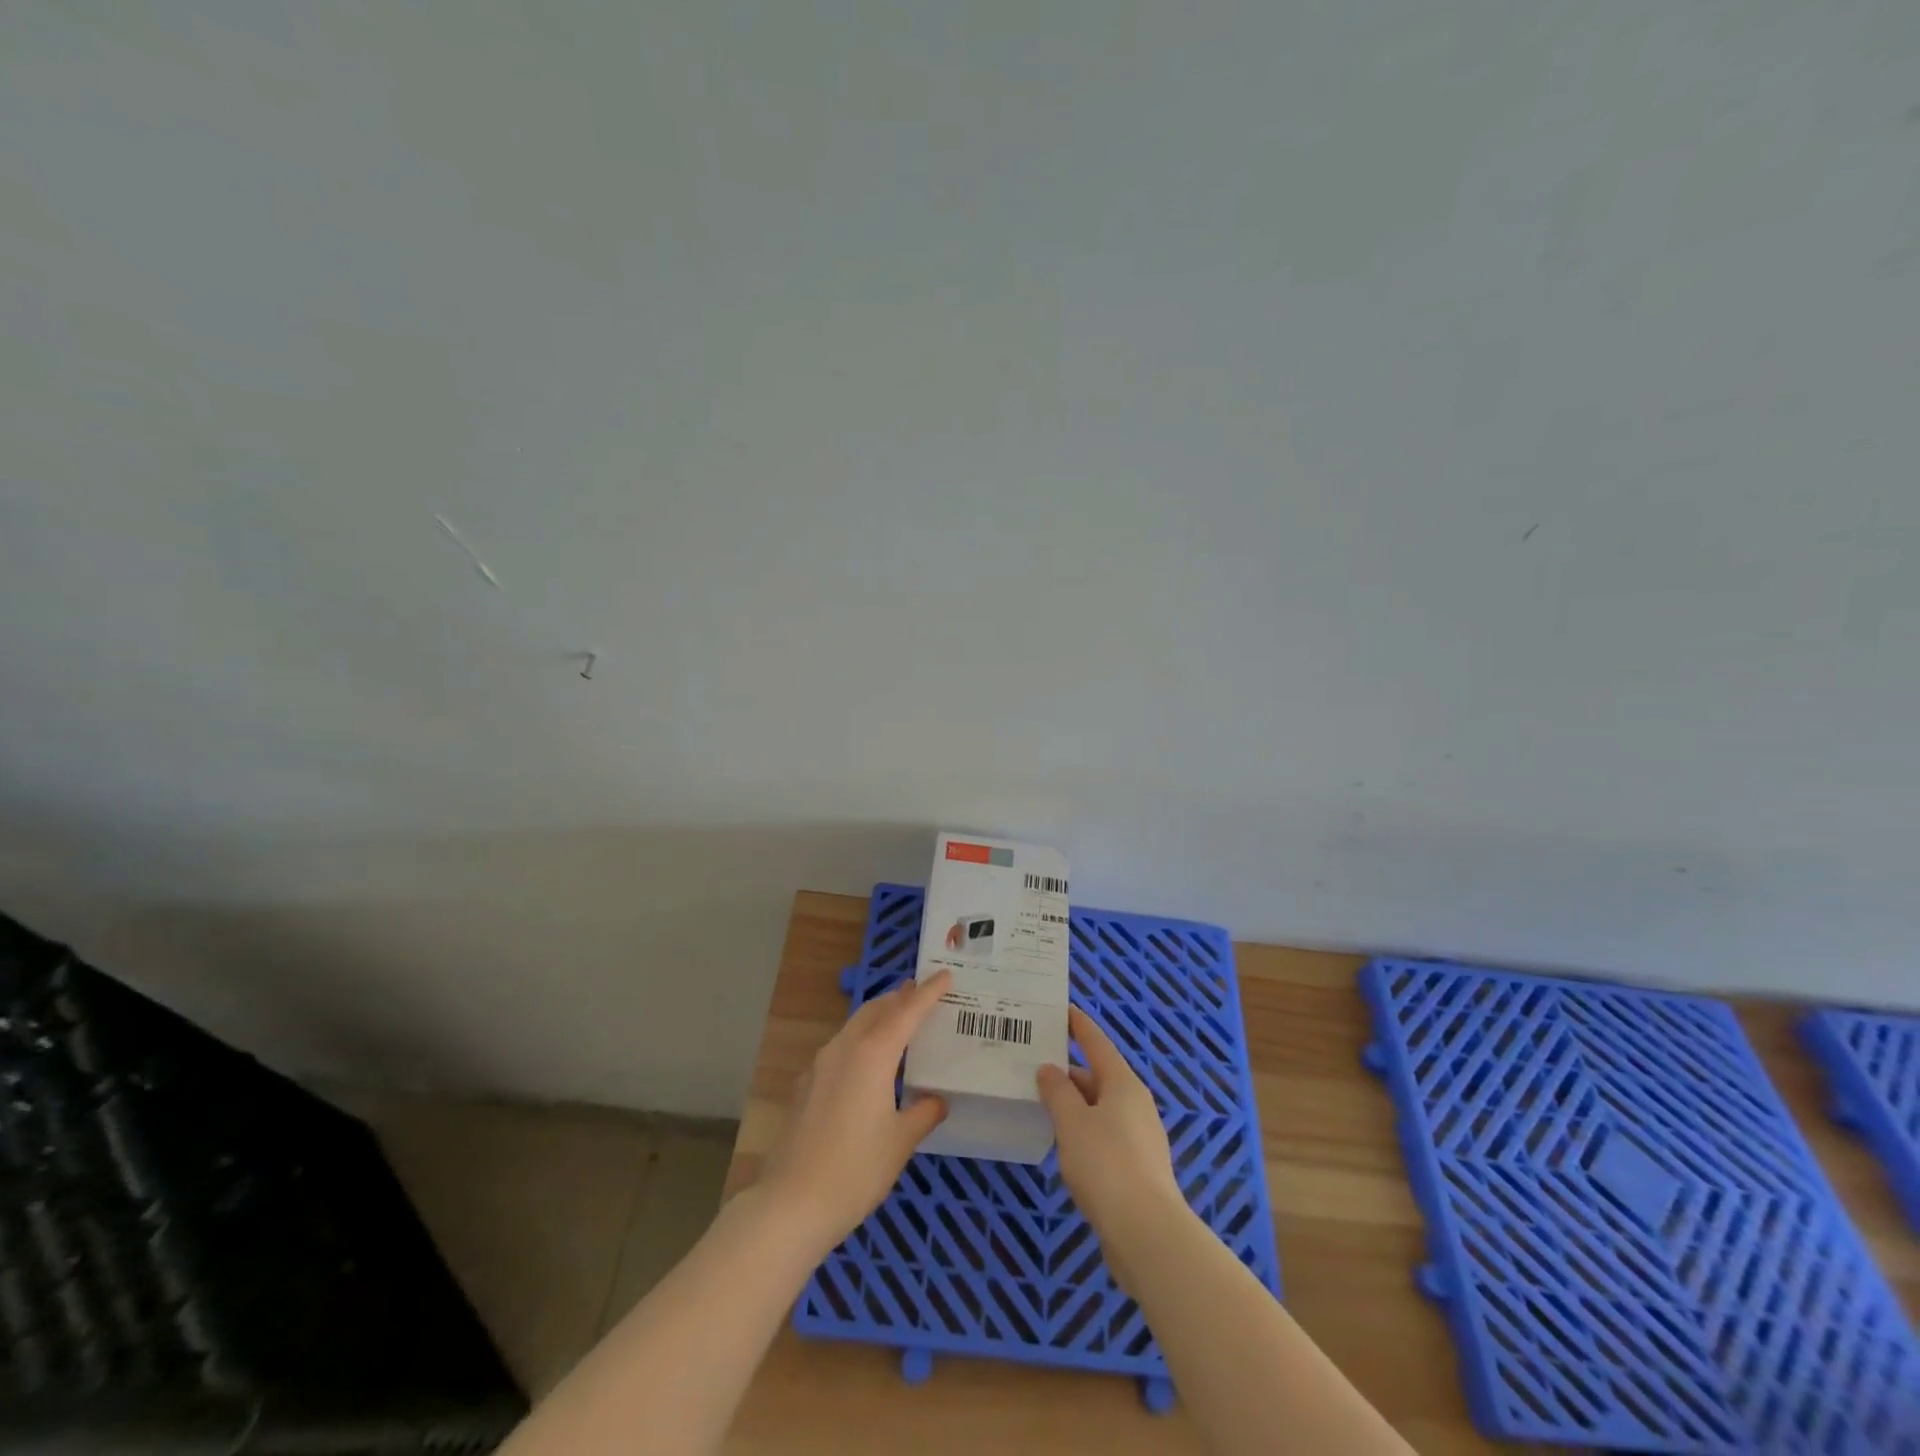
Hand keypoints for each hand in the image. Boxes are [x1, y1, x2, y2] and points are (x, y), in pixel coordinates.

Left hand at [757, 971, 951, 1255]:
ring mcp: (820, 1064)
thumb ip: (922, 1113)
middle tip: (922, 991)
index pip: (907, 1011)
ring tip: (899, 1018)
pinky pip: (841, 1046)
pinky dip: (861, 1038)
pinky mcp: (807, 1084)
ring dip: (879, 1015)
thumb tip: (936, 1100)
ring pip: (855, 1025)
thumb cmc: (855, 1170)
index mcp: (873, 1054)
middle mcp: (844, 1048)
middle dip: (900, 997)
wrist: (791, 1203)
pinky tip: (868, 1060)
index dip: (928, 992)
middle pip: (876, 1009)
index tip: (945, 974)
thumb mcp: (900, 1142)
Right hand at [1037, 1006, 1186, 1245]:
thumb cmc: (1106, 1165)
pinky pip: (1105, 1135)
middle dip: (1069, 1072)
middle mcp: (1136, 1104)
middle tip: (1036, 1066)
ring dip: (1075, 1104)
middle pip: (1099, 1077)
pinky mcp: (1137, 1168)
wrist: (1147, 1233)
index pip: (1098, 1043)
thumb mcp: (1072, 1122)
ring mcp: (1140, 1137)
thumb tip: (1050, 1069)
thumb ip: (1057, 1092)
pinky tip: (1064, 1145)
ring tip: (1043, 1104)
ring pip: (1101, 1109)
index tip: (1064, 1010)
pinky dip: (1084, 1131)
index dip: (1079, 1026)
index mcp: (1123, 1084)